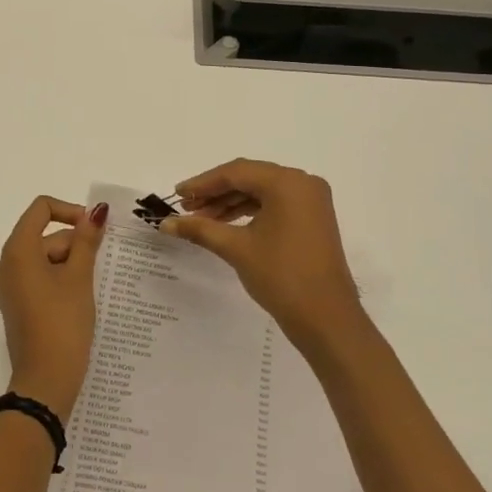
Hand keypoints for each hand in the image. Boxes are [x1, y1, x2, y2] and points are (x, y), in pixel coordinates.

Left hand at [0, 196, 106, 423]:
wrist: (45, 380)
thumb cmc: (62, 323)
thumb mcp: (79, 278)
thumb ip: (87, 240)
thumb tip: (96, 211)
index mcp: (17, 249)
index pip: (41, 208)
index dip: (70, 211)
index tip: (95, 231)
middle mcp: (7, 262)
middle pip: (45, 235)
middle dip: (74, 245)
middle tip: (97, 271)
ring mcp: (10, 284)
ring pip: (45, 257)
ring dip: (71, 264)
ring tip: (92, 289)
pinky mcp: (17, 302)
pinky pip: (40, 277)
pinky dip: (61, 279)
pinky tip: (80, 299)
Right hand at [162, 159, 372, 361]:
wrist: (326, 318)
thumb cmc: (281, 276)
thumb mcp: (236, 248)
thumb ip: (200, 229)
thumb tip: (165, 223)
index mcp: (287, 182)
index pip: (236, 173)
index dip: (202, 183)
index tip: (177, 195)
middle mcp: (302, 183)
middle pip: (249, 178)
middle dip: (215, 193)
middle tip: (185, 208)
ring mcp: (311, 201)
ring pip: (261, 191)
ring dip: (230, 203)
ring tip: (200, 219)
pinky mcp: (312, 218)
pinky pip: (274, 204)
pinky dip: (249, 212)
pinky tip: (225, 224)